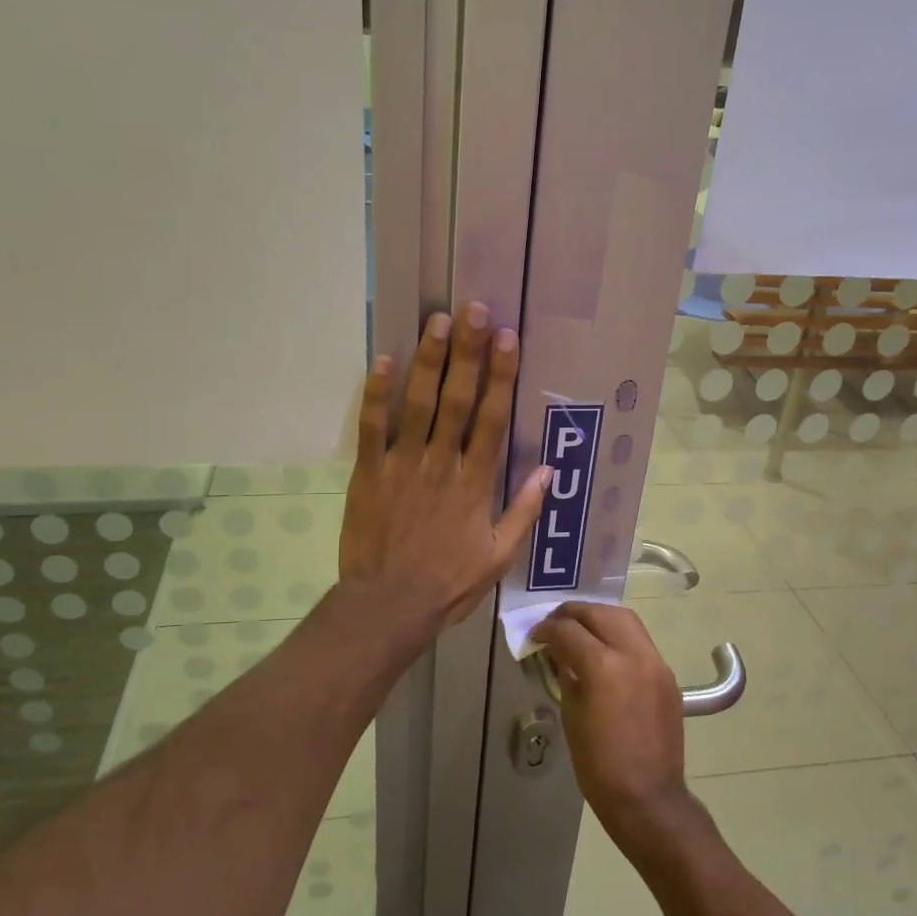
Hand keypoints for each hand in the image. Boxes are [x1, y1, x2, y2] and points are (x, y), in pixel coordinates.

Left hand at [339, 304, 550, 633]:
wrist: (389, 605)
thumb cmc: (449, 583)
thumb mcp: (499, 556)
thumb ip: (522, 511)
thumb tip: (547, 471)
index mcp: (475, 482)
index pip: (492, 418)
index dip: (501, 376)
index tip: (507, 339)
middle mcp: (441, 463)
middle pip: (456, 399)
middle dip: (467, 352)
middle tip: (473, 310)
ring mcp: (402, 465)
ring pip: (417, 404)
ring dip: (427, 360)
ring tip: (436, 321)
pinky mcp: (369, 472)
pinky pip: (372, 427)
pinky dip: (377, 393)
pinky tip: (383, 359)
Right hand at [535, 604, 697, 857]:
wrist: (648, 797)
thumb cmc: (598, 764)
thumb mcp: (571, 714)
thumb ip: (566, 673)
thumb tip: (559, 652)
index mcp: (604, 666)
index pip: (569, 630)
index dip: (547, 629)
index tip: (536, 635)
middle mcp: (633, 654)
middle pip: (600, 613)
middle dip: (574, 613)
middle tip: (555, 623)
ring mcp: (655, 662)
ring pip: (626, 619)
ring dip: (599, 617)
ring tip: (580, 629)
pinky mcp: (667, 675)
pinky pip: (640, 641)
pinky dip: (619, 636)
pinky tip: (605, 651)